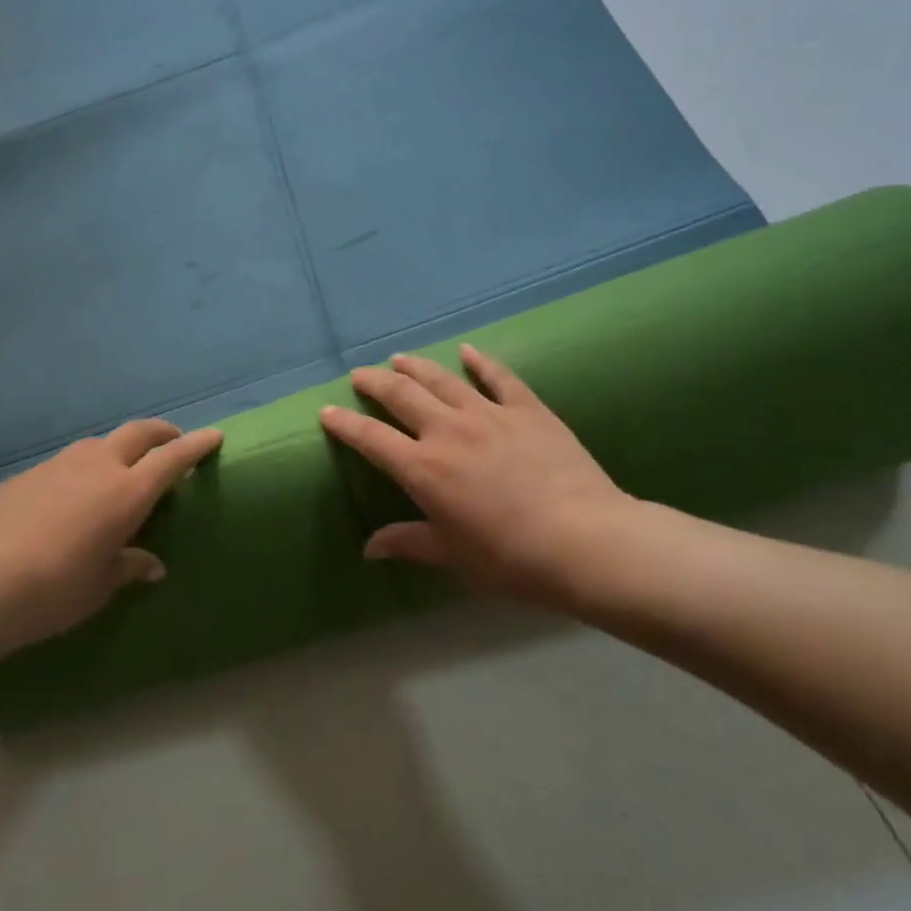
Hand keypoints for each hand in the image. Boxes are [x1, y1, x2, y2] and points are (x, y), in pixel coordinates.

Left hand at [0, 419, 223, 650]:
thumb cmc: (56, 590)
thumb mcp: (101, 584)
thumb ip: (129, 566)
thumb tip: (151, 565)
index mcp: (127, 492)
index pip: (172, 458)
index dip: (196, 445)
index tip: (214, 436)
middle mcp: (97, 467)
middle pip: (138, 433)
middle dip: (161, 432)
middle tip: (172, 441)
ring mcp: (58, 465)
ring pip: (98, 443)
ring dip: (118, 449)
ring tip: (119, 471)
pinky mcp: (27, 475)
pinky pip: (65, 463)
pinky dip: (81, 470)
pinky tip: (70, 497)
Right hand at [319, 345, 653, 613]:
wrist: (584, 541)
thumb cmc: (510, 558)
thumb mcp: (452, 556)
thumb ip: (409, 543)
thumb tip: (370, 548)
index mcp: (423, 469)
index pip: (371, 439)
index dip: (344, 424)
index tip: (327, 411)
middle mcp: (447, 431)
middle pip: (401, 395)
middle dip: (374, 382)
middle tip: (360, 375)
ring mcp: (489, 414)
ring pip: (442, 379)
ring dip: (416, 367)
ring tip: (399, 359)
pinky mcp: (527, 409)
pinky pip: (498, 377)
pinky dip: (480, 362)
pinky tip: (467, 351)